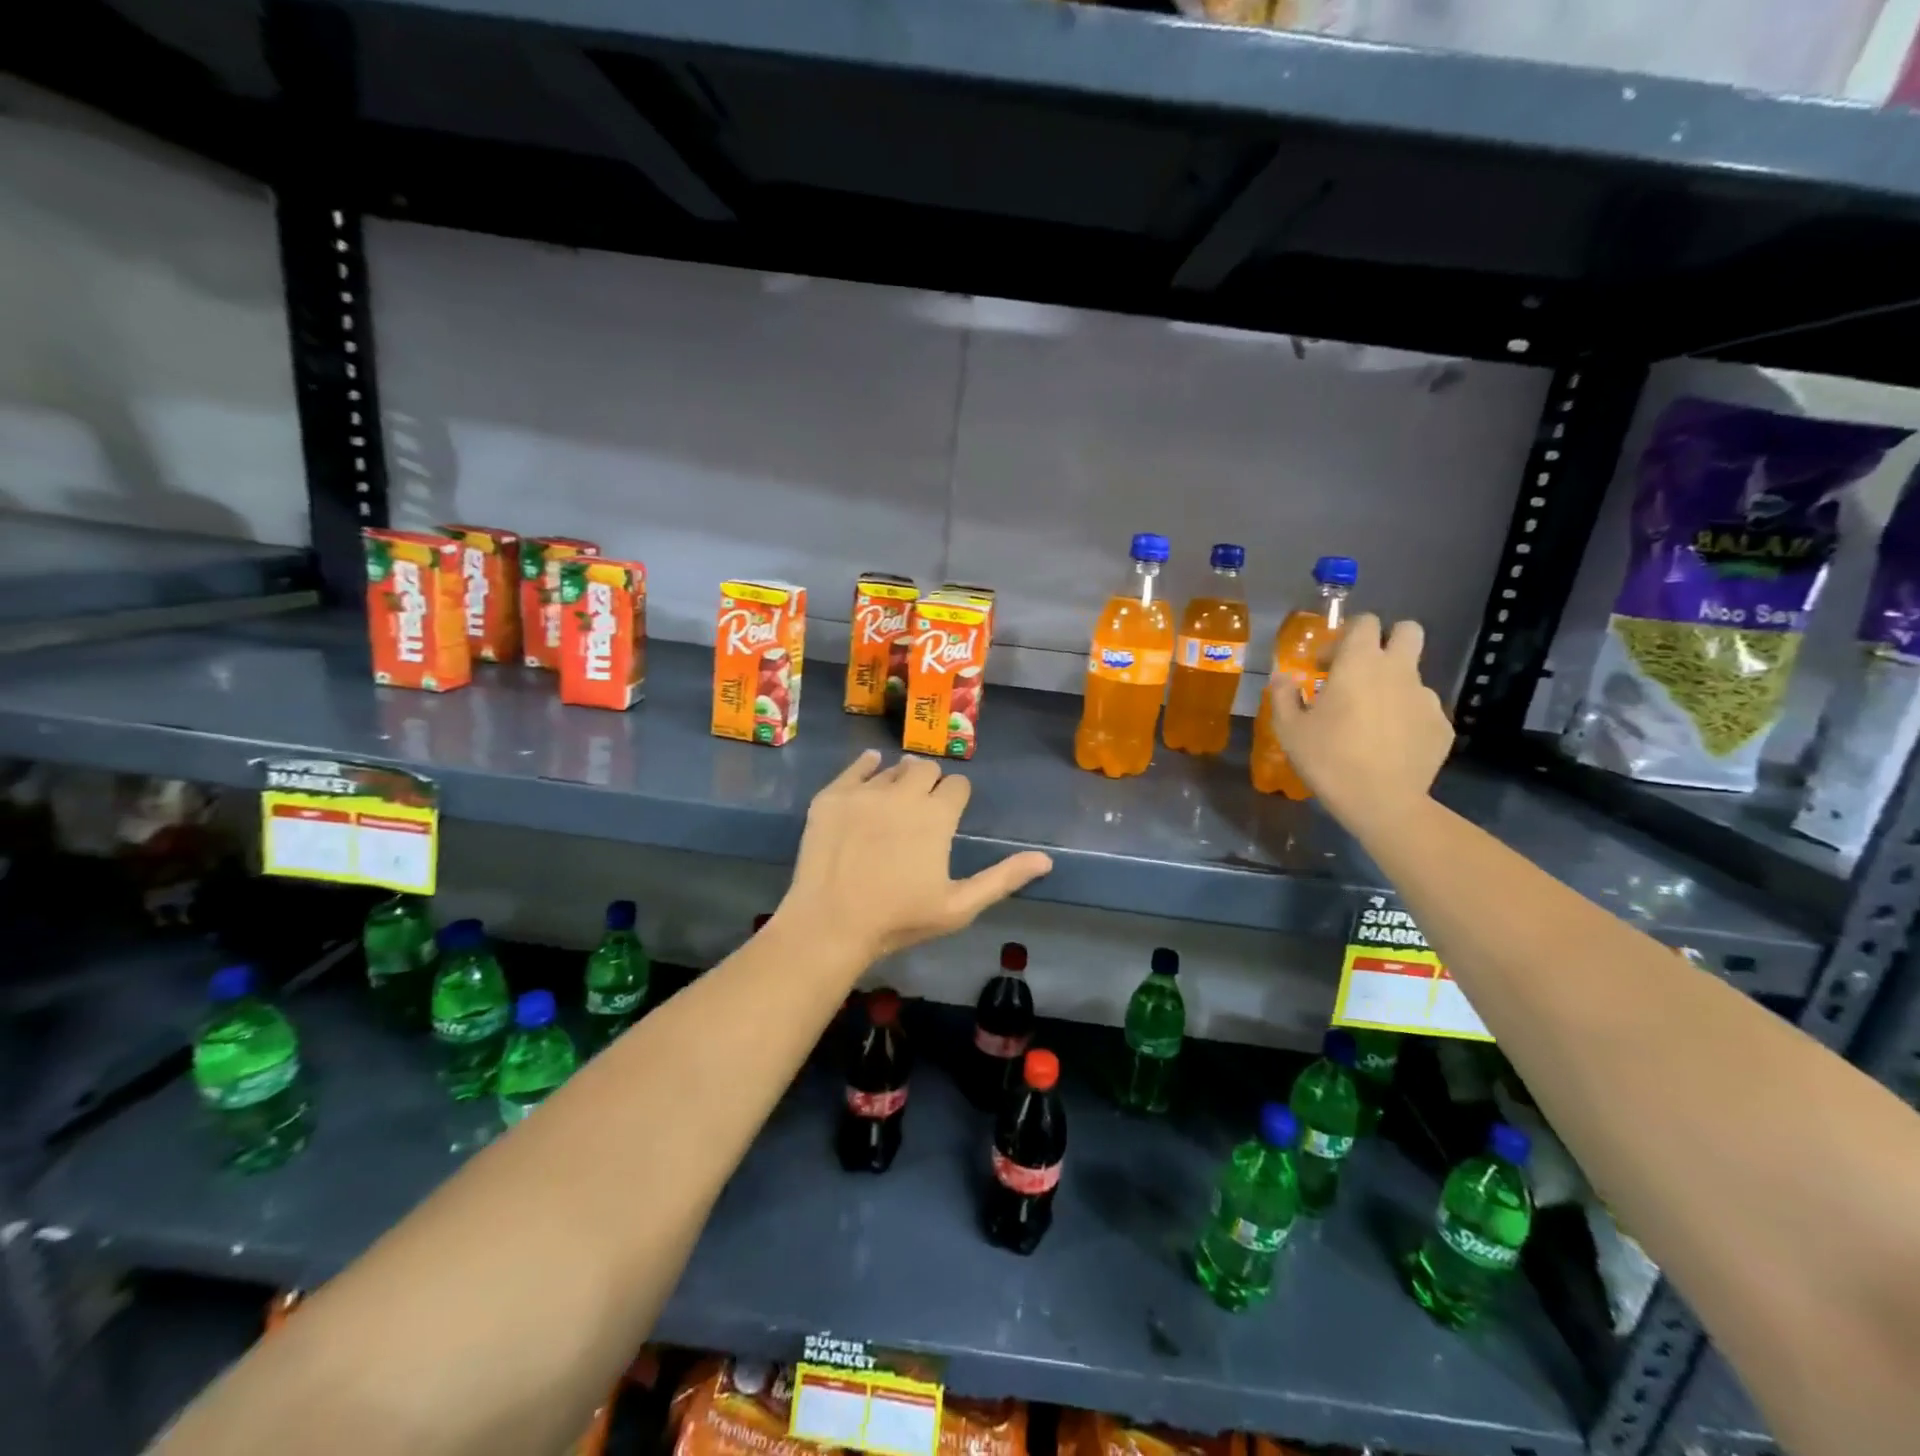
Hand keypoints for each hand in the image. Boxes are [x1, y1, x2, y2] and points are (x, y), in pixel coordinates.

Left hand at [778, 751, 1053, 964]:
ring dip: (899, 778)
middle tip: (921, 807)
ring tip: (894, 801)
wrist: (830, 924)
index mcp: (937, 816)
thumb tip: (1046, 860)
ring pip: (892, 767)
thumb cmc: (899, 920)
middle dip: (930, 783)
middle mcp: (903, 793)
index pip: (957, 785)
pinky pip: (855, 767)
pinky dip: (867, 766)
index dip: (957, 798)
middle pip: (926, 768)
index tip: (949, 815)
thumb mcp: (959, 906)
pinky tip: (870, 769)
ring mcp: (864, 792)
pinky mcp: (832, 796)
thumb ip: (1002, 878)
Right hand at [1271, 614, 1452, 834]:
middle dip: (1388, 640)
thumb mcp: (1289, 729)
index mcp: (1360, 663)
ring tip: (1372, 719)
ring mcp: (1426, 697)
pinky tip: (1390, 744)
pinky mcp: (1441, 725)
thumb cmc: (1328, 758)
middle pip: (1408, 631)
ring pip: (1414, 675)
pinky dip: (1406, 718)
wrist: (1381, 802)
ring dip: (1394, 686)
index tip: (1328, 662)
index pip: (1365, 622)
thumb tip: (1283, 677)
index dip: (1346, 635)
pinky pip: (1422, 710)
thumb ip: (1284, 695)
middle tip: (1364, 669)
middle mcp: (1398, 670)